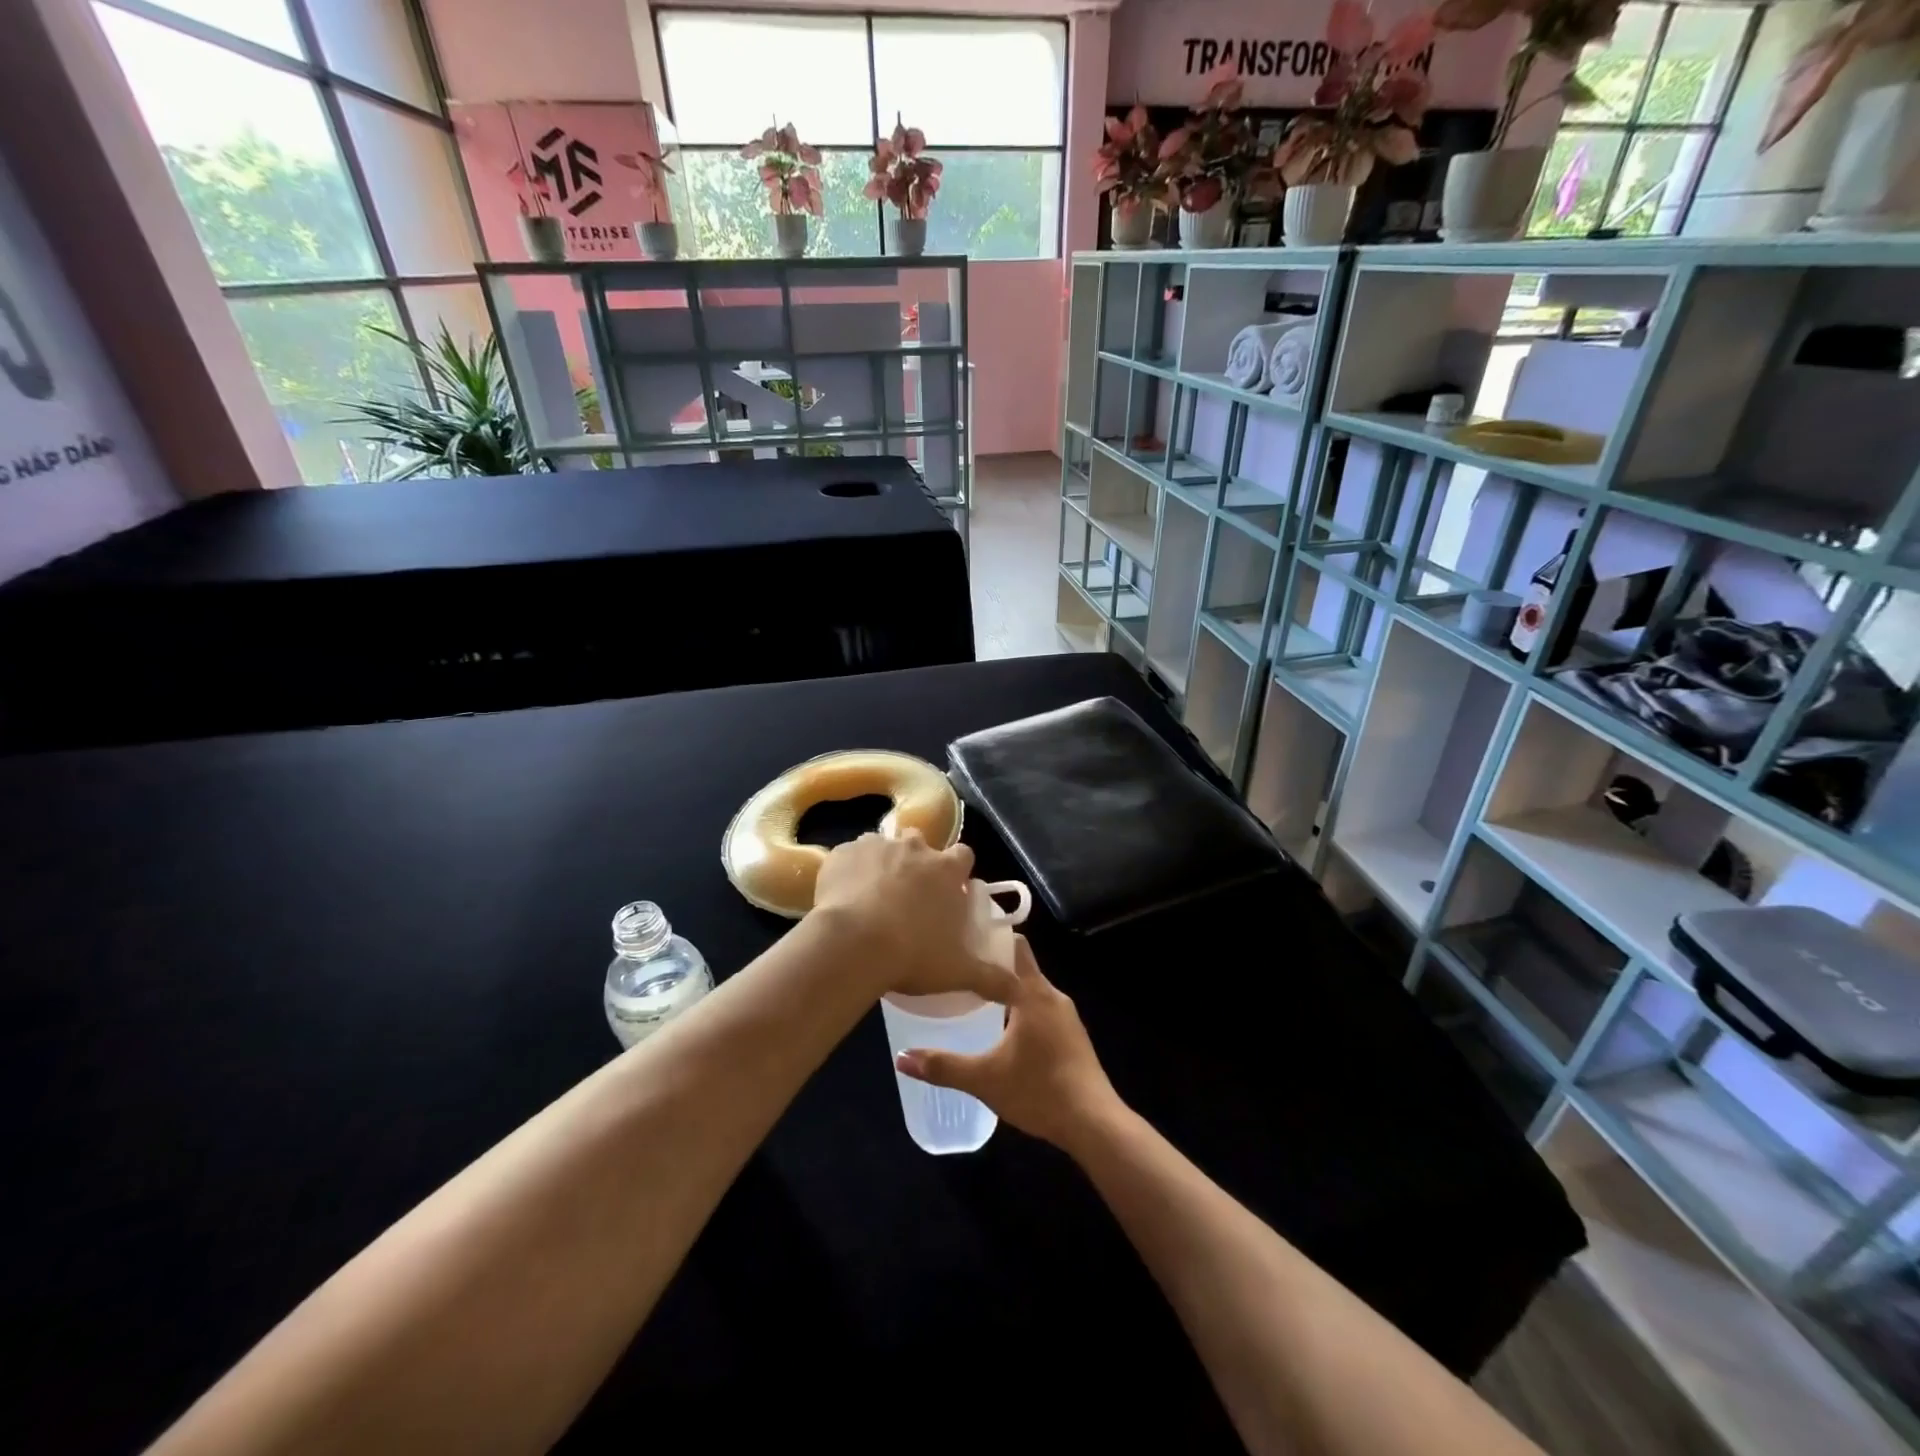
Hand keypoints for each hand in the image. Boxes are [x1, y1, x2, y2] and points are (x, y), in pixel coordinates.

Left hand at [811, 831, 1014, 1003]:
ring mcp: (876, 846)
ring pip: (882, 848)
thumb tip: (1019, 991)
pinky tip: (842, 898)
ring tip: (871, 898)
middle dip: (916, 863)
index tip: (949, 890)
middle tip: (908, 896)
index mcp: (946, 869)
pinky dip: (848, 872)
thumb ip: (992, 978)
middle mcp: (914, 847)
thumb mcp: (958, 972)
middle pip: (920, 844)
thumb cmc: (913, 954)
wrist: (852, 944)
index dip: (957, 871)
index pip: (963, 855)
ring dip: (881, 865)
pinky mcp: (842, 853)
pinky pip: (848, 857)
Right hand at [895, 937, 1123, 1151]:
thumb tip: (901, 1057)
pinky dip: (1021, 1008)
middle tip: (958, 967)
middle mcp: (1052, 995)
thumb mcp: (984, 1079)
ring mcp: (1067, 1016)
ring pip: (1031, 989)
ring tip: (973, 995)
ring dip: (1007, 989)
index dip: (987, 939)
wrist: (1094, 1123)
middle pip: (1021, 966)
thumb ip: (942, 1066)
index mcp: (1032, 993)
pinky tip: (1002, 1027)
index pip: (1011, 948)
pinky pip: (1042, 1008)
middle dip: (992, 964)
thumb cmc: (1039, 1091)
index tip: (959, 938)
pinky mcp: (1073, 1036)